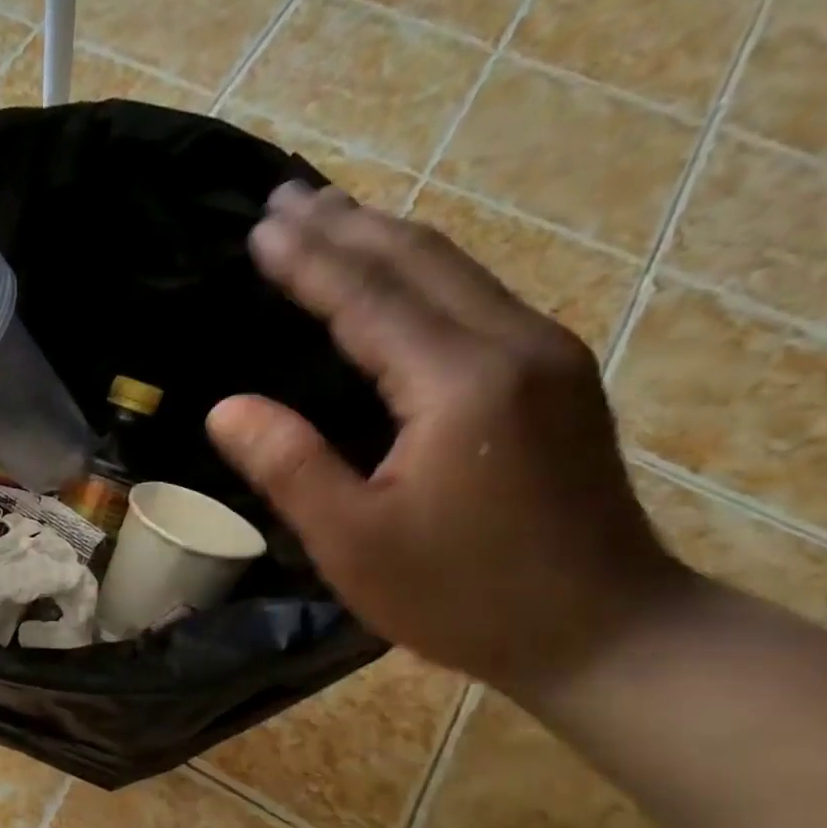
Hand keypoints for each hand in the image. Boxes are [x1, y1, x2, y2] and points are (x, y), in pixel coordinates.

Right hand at [207, 182, 689, 696]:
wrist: (600, 629)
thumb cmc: (461, 595)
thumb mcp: (353, 542)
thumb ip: (290, 466)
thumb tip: (226, 407)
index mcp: (459, 383)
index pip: (370, 299)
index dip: (310, 263)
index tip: (260, 229)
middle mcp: (512, 347)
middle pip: (421, 262)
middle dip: (349, 226)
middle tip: (286, 198)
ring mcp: (545, 359)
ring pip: (456, 273)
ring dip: (388, 240)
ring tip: (332, 218)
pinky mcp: (554, 381)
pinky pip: (474, 302)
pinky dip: (422, 275)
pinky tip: (397, 278)